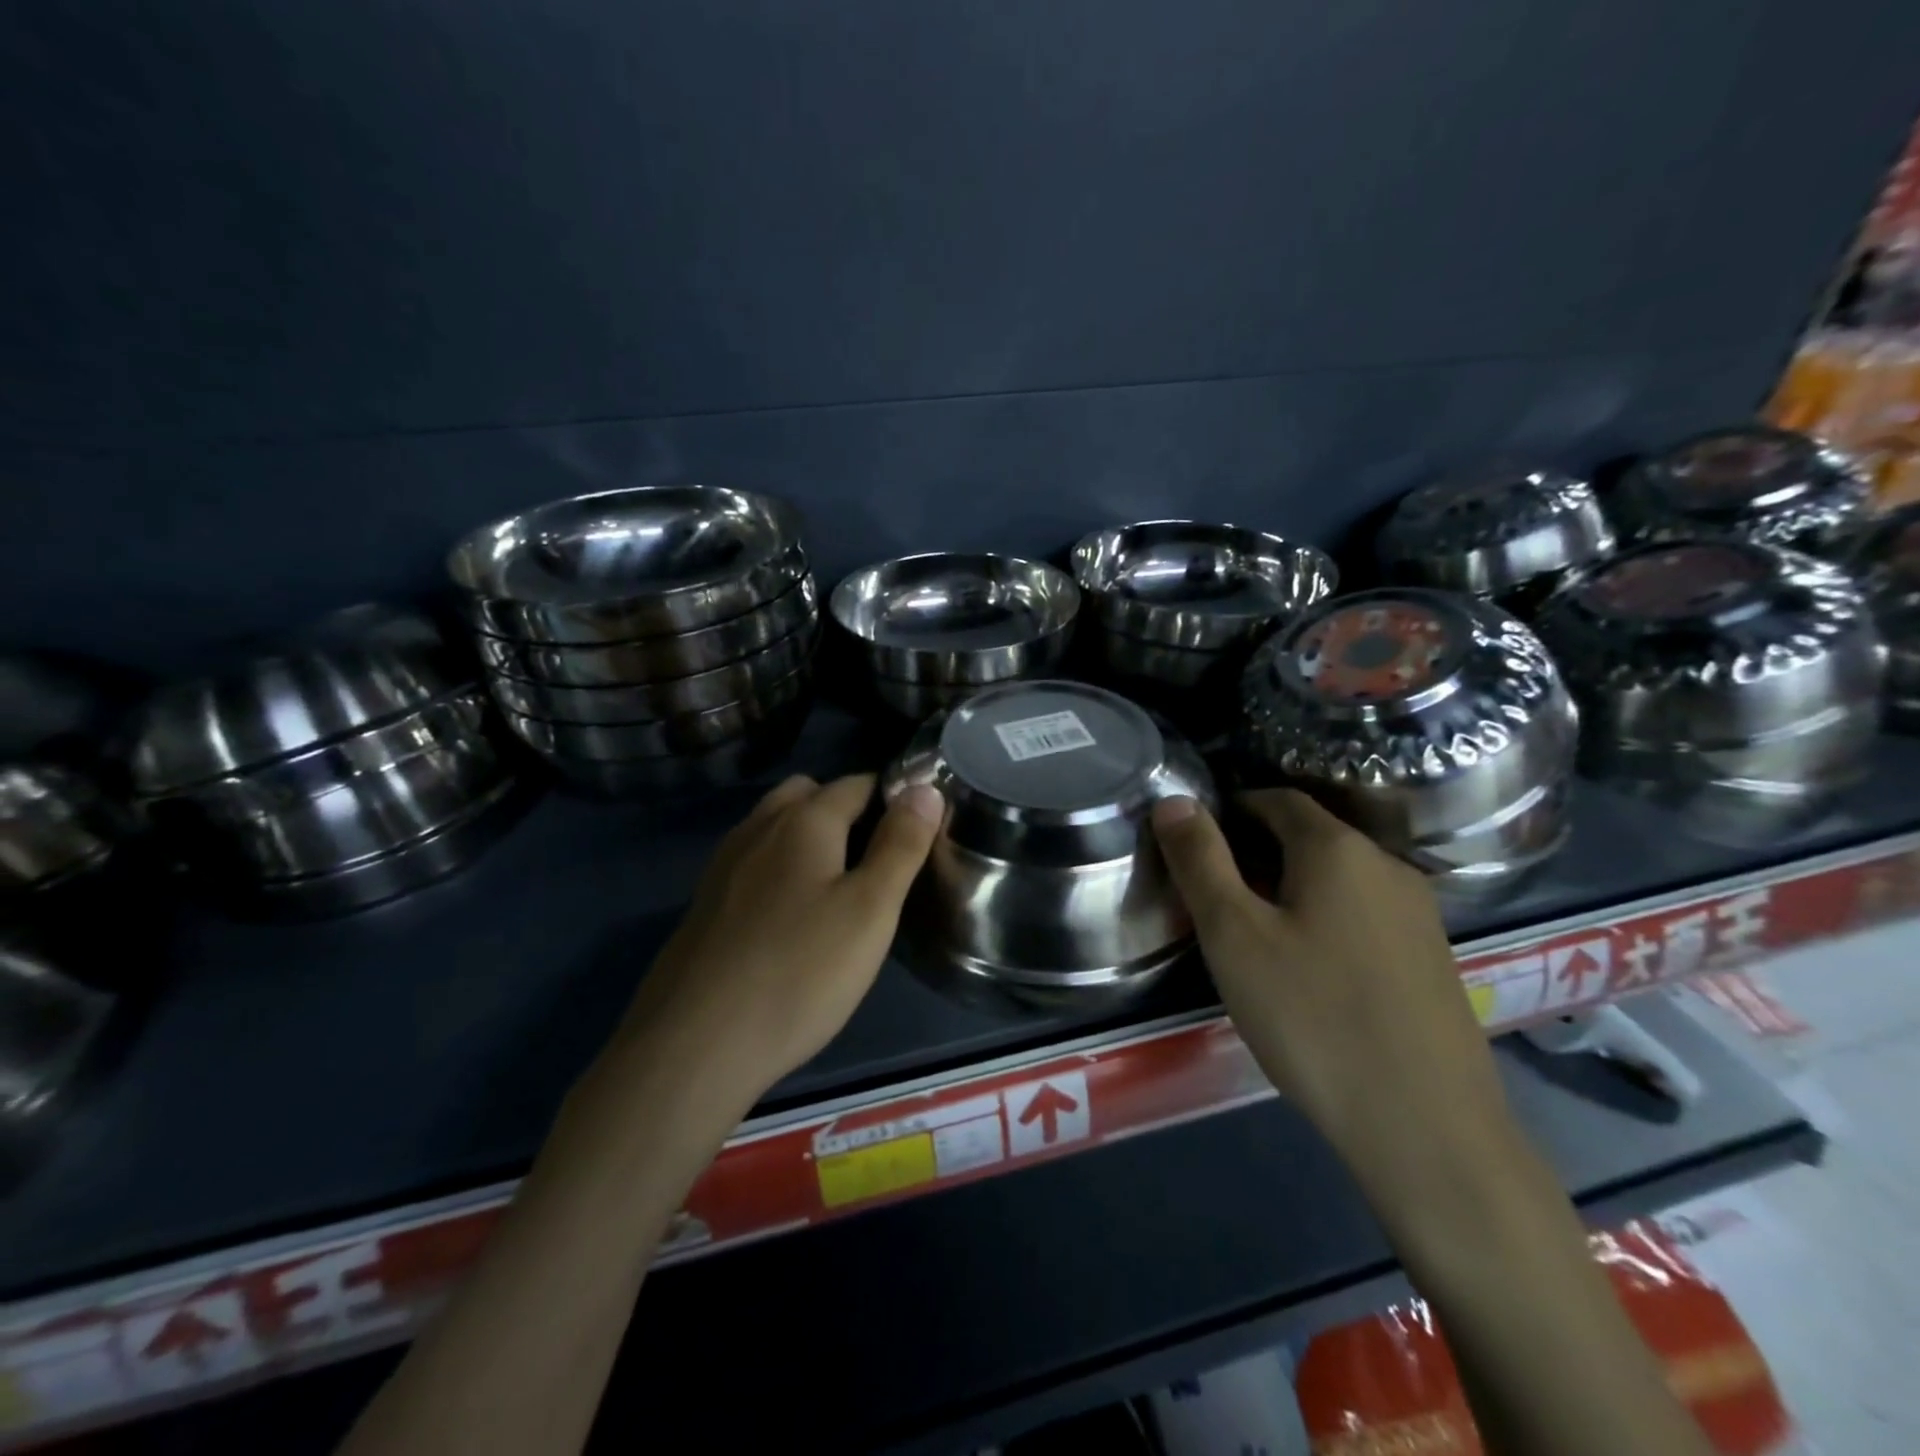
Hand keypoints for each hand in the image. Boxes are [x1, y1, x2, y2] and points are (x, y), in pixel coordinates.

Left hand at [609, 773, 944, 1105]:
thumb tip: (924, 788)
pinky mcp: (705, 903)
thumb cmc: (799, 972)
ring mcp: (724, 865)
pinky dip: (779, 867)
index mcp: (803, 821)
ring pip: (774, 826)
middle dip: (846, 809)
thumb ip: (901, 844)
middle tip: (878, 858)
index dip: (893, 797)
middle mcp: (758, 828)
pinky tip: (791, 915)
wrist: (694, 1046)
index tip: (918, 831)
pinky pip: (752, 862)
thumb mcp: (870, 910)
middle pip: (807, 794)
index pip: (857, 783)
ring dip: (809, 836)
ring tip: (839, 884)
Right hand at [1151, 789, 1514, 1185]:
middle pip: (1309, 836)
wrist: (1427, 1128)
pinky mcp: (1432, 959)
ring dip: (1290, 885)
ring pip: (1338, 877)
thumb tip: (1174, 800)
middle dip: (1255, 849)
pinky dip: (1324, 917)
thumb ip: (1200, 861)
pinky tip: (1307, 968)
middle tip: (1211, 893)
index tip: (1194, 843)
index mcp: (1337, 848)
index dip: (1230, 810)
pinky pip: (1363, 913)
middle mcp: (1387, 866)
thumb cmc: (1312, 1016)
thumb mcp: (1233, 935)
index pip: (1276, 799)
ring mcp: (1419, 914)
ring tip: (1252, 932)